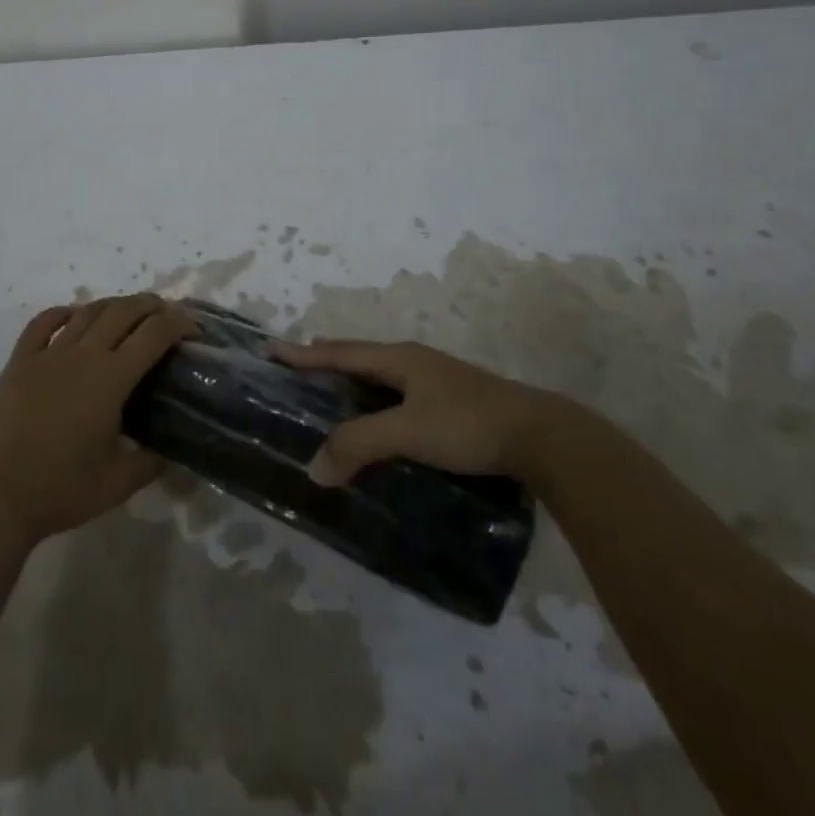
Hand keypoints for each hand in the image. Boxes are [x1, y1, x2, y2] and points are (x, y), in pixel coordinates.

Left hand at [0, 294, 193, 545]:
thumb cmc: (60, 490)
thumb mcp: (118, 484)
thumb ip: (150, 463)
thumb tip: (168, 452)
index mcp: (111, 379)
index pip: (154, 334)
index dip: (179, 323)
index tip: (193, 327)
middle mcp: (82, 355)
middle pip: (123, 311)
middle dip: (151, 305)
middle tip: (167, 314)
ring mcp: (48, 355)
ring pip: (87, 312)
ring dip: (114, 305)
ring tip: (128, 313)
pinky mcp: (19, 363)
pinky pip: (42, 324)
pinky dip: (63, 313)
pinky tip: (72, 316)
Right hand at [274, 338, 552, 485]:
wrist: (541, 436)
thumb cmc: (467, 424)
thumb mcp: (406, 432)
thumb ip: (358, 444)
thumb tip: (314, 467)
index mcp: (400, 359)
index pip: (341, 352)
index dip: (305, 353)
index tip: (273, 348)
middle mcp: (414, 362)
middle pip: (360, 357)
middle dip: (328, 361)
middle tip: (299, 368)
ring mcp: (437, 380)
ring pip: (382, 376)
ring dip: (353, 381)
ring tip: (333, 392)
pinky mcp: (453, 402)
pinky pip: (399, 394)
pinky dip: (376, 400)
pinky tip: (380, 419)